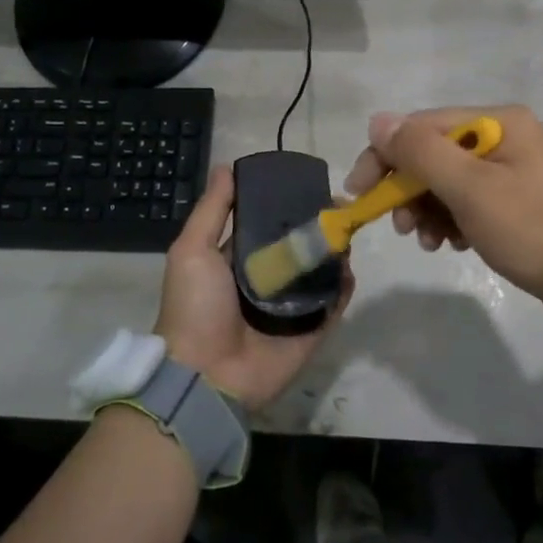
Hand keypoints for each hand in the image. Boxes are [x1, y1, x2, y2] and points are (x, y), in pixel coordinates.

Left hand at [153, 162, 353, 410]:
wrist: (206, 375)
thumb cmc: (195, 307)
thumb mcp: (192, 250)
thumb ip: (213, 210)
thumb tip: (228, 167)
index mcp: (237, 260)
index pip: (266, 224)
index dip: (285, 204)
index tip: (308, 184)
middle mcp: (266, 280)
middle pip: (298, 245)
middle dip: (318, 225)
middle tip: (339, 206)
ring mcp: (291, 306)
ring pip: (321, 271)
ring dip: (335, 251)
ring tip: (349, 228)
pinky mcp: (312, 329)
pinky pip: (334, 303)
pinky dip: (344, 285)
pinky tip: (350, 265)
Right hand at [344, 105, 542, 318]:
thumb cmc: (530, 228)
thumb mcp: (471, 189)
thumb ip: (422, 152)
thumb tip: (379, 121)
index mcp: (498, 122)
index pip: (422, 127)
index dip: (385, 156)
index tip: (359, 192)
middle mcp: (504, 136)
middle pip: (434, 154)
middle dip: (409, 190)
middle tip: (400, 227)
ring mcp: (511, 168)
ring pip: (447, 181)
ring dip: (427, 210)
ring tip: (428, 242)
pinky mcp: (515, 198)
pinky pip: (467, 200)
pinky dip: (451, 220)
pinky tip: (452, 244)